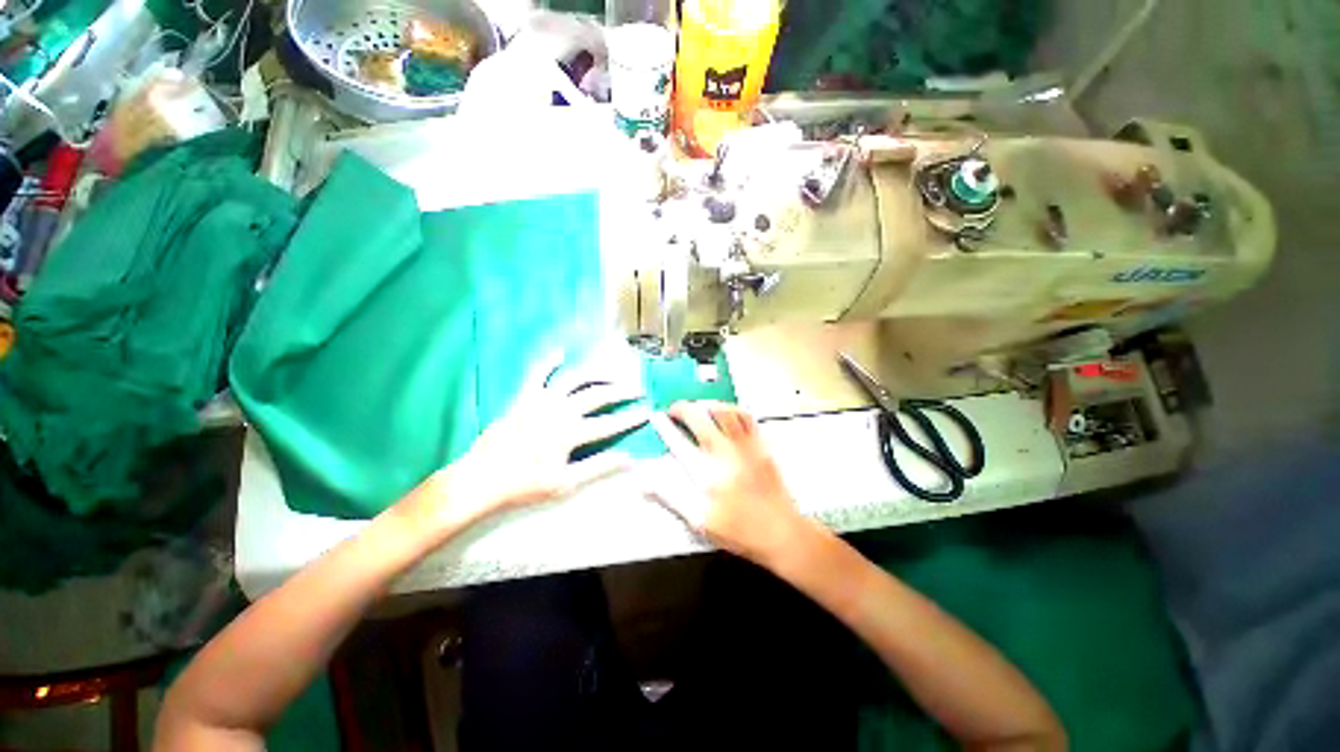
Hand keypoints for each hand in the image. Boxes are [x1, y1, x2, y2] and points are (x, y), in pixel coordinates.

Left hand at [414, 350, 649, 530]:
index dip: (631, 418)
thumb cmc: (524, 486)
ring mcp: (541, 400)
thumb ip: (599, 467)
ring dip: (597, 375)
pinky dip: (548, 361)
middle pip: (598, 395)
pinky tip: (561, 352)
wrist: (480, 479)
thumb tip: (630, 459)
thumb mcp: (566, 482)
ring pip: (575, 379)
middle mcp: (560, 410)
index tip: (647, 412)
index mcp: (571, 433)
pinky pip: (537, 373)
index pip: (610, 424)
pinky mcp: (523, 397)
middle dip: (622, 392)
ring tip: (613, 374)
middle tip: (638, 389)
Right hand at [642, 401, 810, 565]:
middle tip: (673, 410)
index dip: (664, 428)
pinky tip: (725, 412)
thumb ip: (671, 497)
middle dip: (682, 408)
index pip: (678, 442)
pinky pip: (746, 416)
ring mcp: (745, 445)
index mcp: (708, 473)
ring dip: (706, 404)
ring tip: (697, 407)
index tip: (655, 417)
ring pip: (724, 410)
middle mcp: (725, 452)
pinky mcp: (761, 444)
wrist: (783, 533)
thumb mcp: (701, 521)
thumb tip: (644, 481)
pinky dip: (732, 408)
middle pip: (700, 417)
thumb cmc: (740, 531)